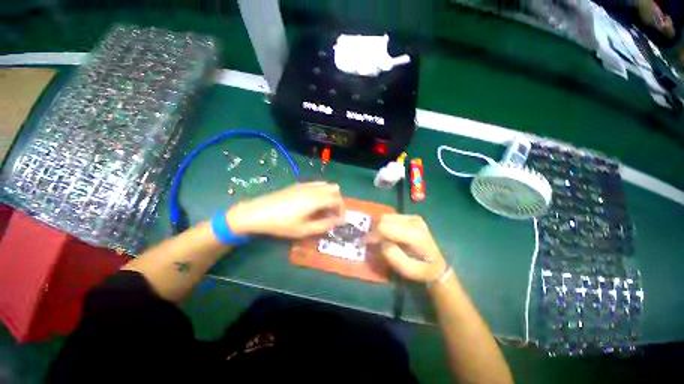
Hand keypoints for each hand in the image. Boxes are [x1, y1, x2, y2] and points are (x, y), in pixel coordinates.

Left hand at [226, 182, 344, 238]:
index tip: (340, 220)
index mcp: (316, 199)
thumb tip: (337, 221)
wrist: (257, 212)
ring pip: (326, 184)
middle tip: (332, 213)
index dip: (342, 209)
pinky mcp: (298, 184)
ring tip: (323, 209)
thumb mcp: (304, 230)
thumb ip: (324, 225)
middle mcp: (313, 189)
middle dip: (338, 200)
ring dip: (330, 195)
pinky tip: (312, 202)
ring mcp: (305, 185)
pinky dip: (321, 191)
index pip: (337, 199)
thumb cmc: (281, 224)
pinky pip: (316, 184)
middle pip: (335, 188)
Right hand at [374, 214, 447, 282]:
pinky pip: (392, 217)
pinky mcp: (412, 217)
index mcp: (414, 234)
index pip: (384, 227)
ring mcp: (413, 217)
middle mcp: (414, 221)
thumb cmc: (421, 270)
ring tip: (381, 239)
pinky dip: (387, 225)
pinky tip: (389, 234)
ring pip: (387, 217)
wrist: (437, 265)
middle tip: (373, 243)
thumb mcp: (407, 270)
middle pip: (384, 219)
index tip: (365, 244)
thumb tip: (382, 242)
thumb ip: (393, 256)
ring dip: (381, 227)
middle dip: (376, 231)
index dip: (373, 235)